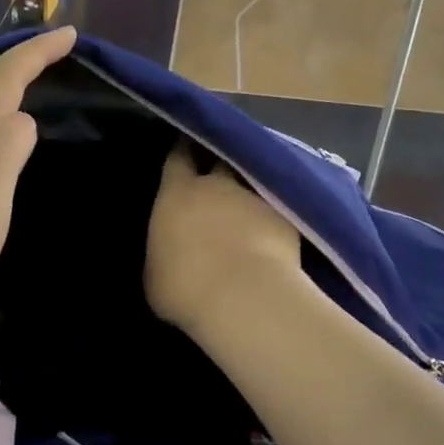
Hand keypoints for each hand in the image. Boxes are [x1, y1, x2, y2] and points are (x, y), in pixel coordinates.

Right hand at [145, 145, 303, 336]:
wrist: (244, 297)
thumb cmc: (184, 288)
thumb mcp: (155, 275)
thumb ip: (164, 253)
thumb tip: (170, 252)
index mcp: (178, 194)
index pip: (178, 159)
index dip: (182, 153)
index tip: (185, 148)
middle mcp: (218, 186)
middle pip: (220, 161)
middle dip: (219, 163)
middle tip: (218, 174)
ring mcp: (257, 198)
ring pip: (253, 183)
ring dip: (249, 191)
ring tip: (248, 205)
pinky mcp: (288, 219)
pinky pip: (277, 210)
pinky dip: (273, 216)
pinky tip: (273, 231)